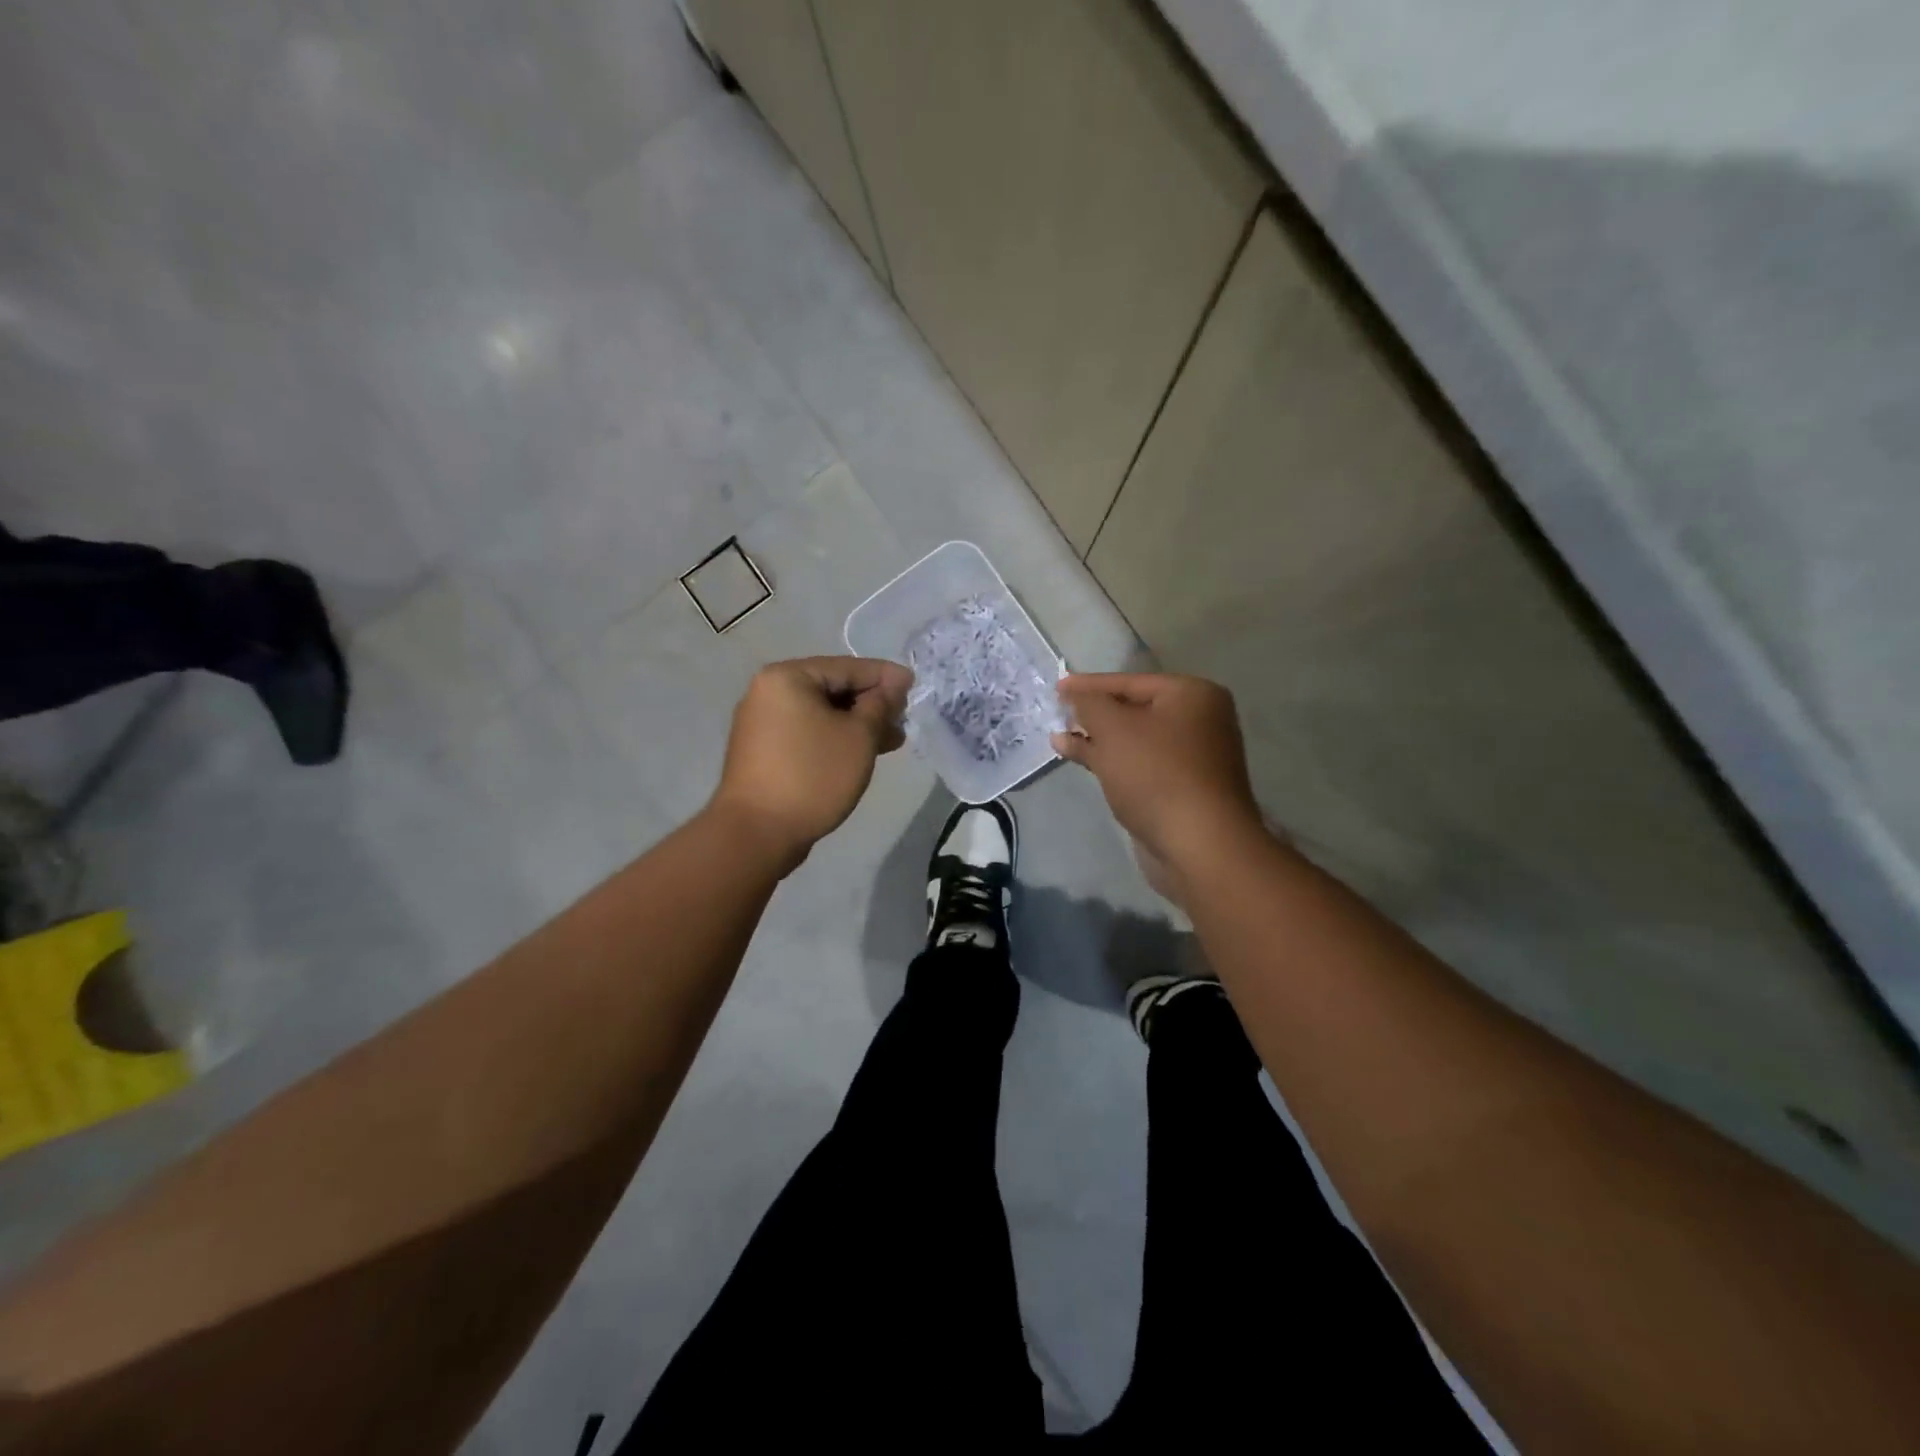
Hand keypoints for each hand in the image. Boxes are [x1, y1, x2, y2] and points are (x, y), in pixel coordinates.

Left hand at [710, 656, 911, 870]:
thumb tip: (894, 682)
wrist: (757, 833)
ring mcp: (762, 722)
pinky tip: (860, 754)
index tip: (915, 686)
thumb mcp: (858, 736)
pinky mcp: (763, 750)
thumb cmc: (813, 775)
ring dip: (856, 725)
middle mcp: (768, 691)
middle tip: (903, 721)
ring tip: (890, 742)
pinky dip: (834, 738)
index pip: (847, 667)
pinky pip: (807, 732)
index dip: (885, 677)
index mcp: (787, 677)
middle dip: (872, 704)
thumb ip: (880, 704)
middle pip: (832, 688)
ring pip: (821, 713)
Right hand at [1052, 673, 1261, 880]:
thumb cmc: (1156, 775)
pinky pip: (1141, 765)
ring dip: (1100, 740)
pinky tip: (1084, 763)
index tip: (1056, 687)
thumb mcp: (1113, 729)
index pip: (1130, 681)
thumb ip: (1088, 705)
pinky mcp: (1184, 789)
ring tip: (1061, 740)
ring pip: (1136, 740)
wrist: (1199, 845)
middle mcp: (1200, 720)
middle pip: (1135, 709)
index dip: (1089, 684)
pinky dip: (1114, 762)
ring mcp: (1195, 757)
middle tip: (1057, 713)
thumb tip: (1072, 696)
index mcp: (1192, 695)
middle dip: (1095, 713)